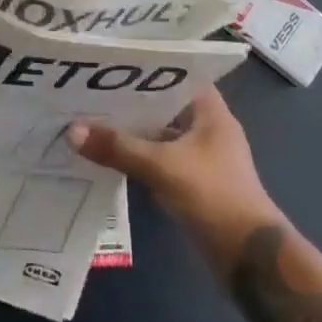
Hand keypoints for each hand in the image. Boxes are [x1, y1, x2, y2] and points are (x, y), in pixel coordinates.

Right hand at [68, 87, 284, 270]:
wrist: (249, 257)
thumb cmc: (213, 196)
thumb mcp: (162, 167)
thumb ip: (118, 147)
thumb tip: (72, 131)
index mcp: (211, 112)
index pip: (177, 75)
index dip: (146, 67)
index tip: (112, 64)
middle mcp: (207, 128)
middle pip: (164, 105)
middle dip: (131, 100)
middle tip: (90, 89)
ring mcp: (201, 157)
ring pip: (160, 134)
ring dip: (133, 131)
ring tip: (91, 117)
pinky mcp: (193, 182)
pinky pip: (160, 160)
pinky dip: (138, 157)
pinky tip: (108, 154)